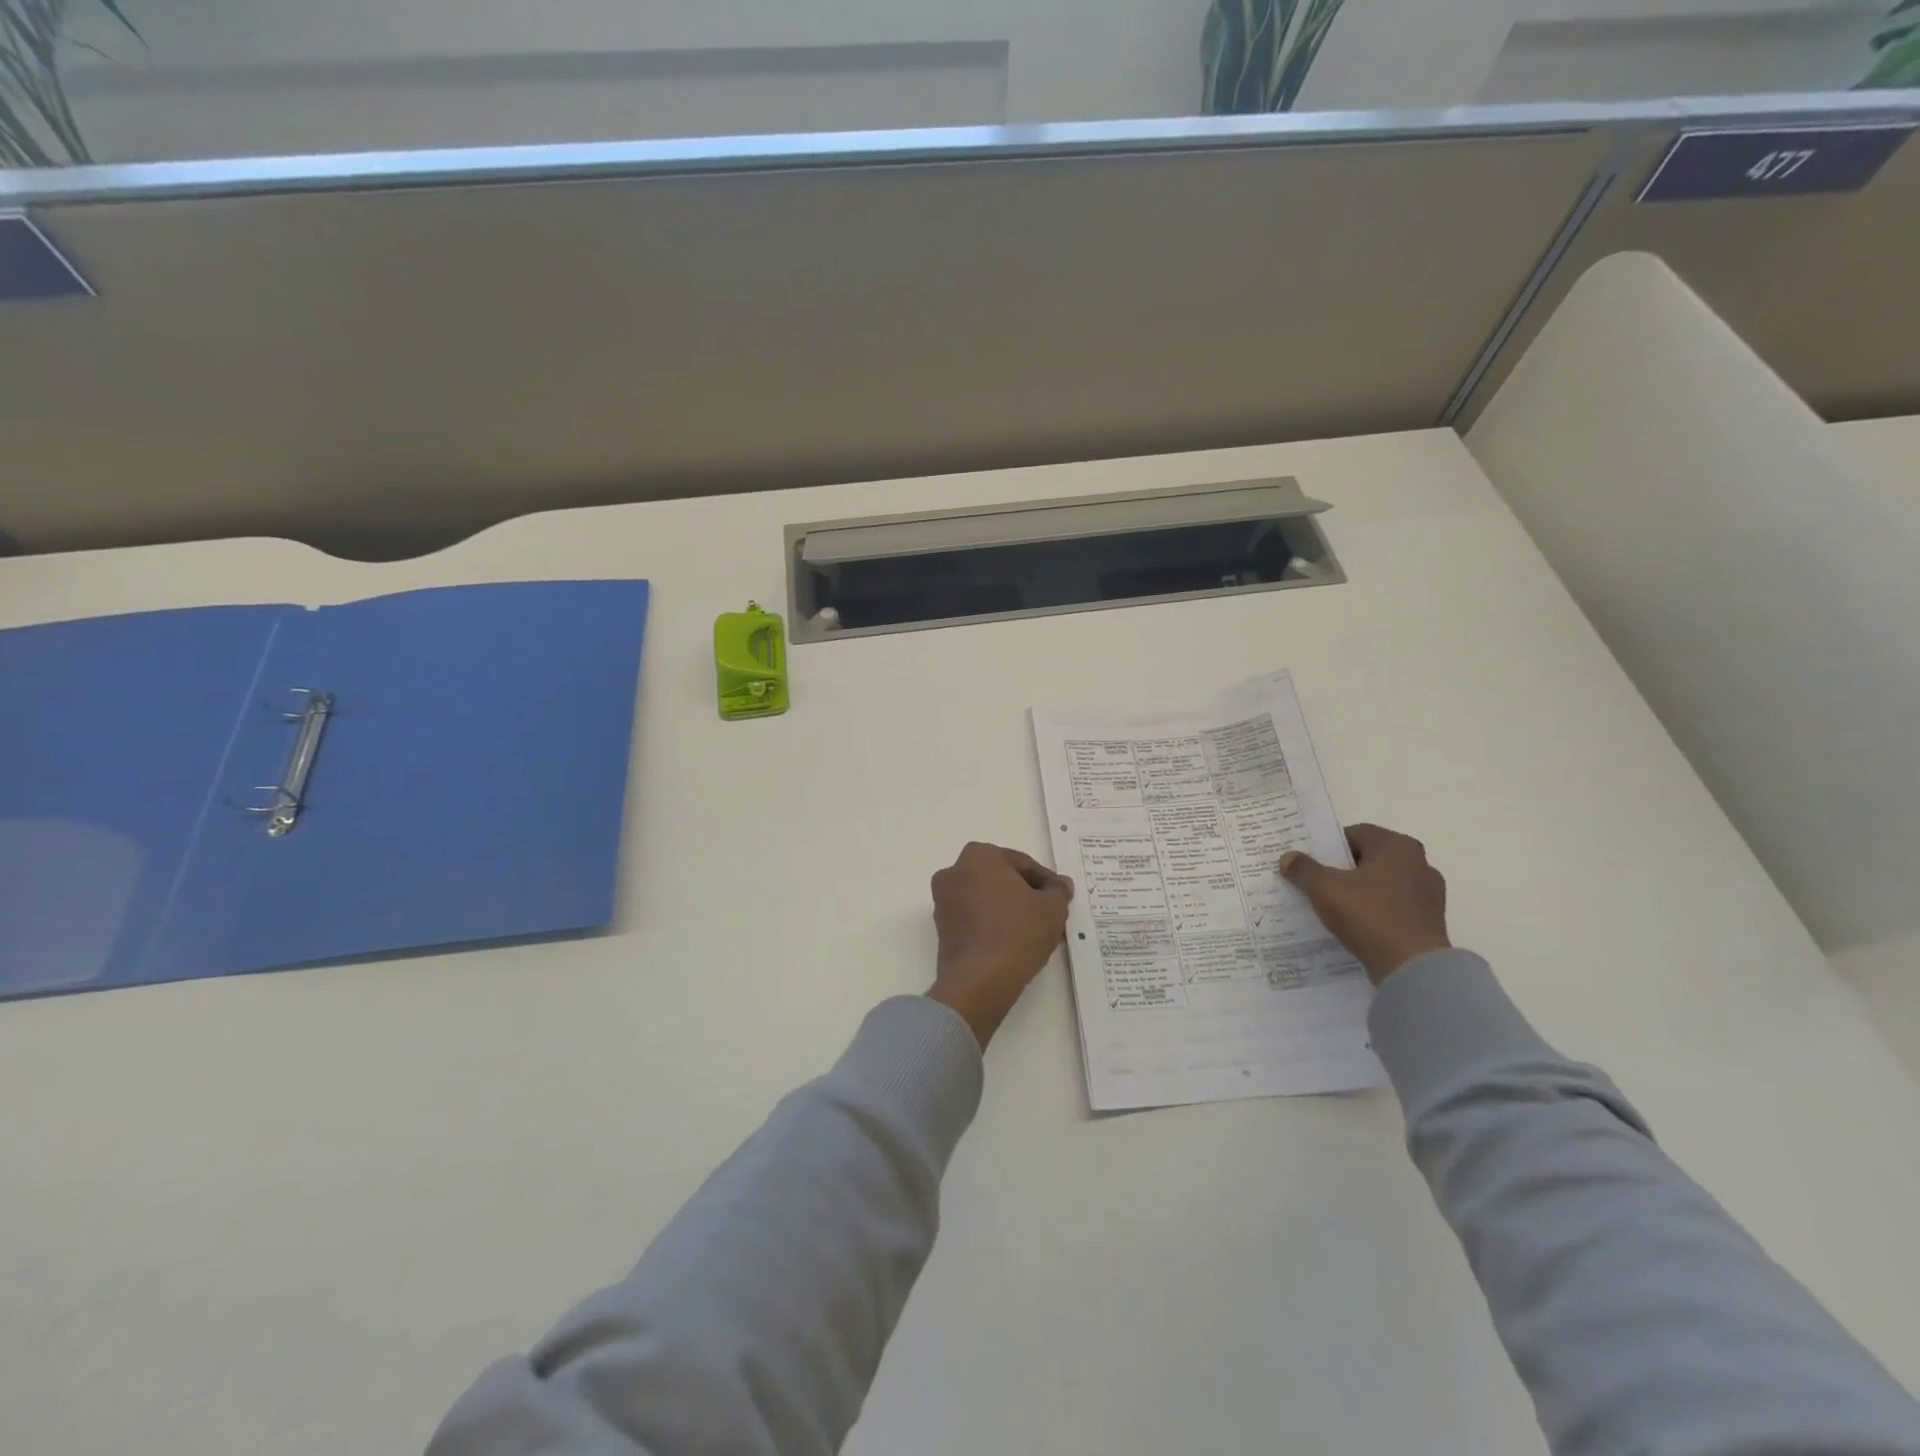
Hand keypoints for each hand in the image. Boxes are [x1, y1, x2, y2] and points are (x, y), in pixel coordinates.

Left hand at [927, 842, 1073, 1047]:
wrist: (979, 980)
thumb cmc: (1017, 932)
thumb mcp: (1052, 908)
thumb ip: (1058, 891)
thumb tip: (1060, 885)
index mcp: (979, 855)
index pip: (1022, 864)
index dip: (1046, 882)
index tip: (1060, 898)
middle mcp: (954, 872)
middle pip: (1001, 879)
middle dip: (1025, 894)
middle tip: (1049, 914)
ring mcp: (944, 901)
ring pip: (987, 900)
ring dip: (1009, 910)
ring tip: (1034, 931)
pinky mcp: (942, 929)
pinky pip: (975, 919)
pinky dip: (993, 925)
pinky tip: (1014, 943)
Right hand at [1279, 824, 1449, 985]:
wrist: (1412, 968)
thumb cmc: (1369, 915)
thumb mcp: (1324, 888)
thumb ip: (1304, 869)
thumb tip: (1288, 858)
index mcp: (1397, 846)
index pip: (1355, 834)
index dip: (1328, 846)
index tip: (1309, 861)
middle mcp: (1419, 863)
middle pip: (1369, 859)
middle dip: (1342, 869)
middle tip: (1316, 882)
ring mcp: (1429, 894)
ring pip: (1382, 884)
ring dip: (1359, 891)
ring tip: (1332, 906)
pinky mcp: (1430, 921)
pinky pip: (1393, 907)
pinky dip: (1374, 911)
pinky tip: (1355, 925)